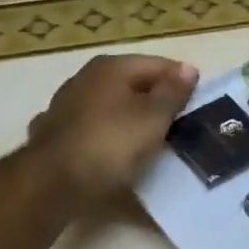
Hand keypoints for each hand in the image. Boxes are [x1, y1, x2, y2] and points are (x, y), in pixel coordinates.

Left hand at [26, 54, 198, 210]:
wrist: (51, 183)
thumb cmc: (110, 144)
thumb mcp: (153, 118)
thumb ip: (172, 92)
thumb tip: (188, 68)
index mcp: (111, 67)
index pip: (158, 65)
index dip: (181, 83)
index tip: (196, 107)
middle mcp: (85, 77)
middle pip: (132, 84)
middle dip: (154, 101)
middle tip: (177, 126)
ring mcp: (65, 104)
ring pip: (109, 106)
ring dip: (127, 118)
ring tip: (148, 141)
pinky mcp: (53, 133)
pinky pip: (91, 129)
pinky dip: (104, 135)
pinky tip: (111, 150)